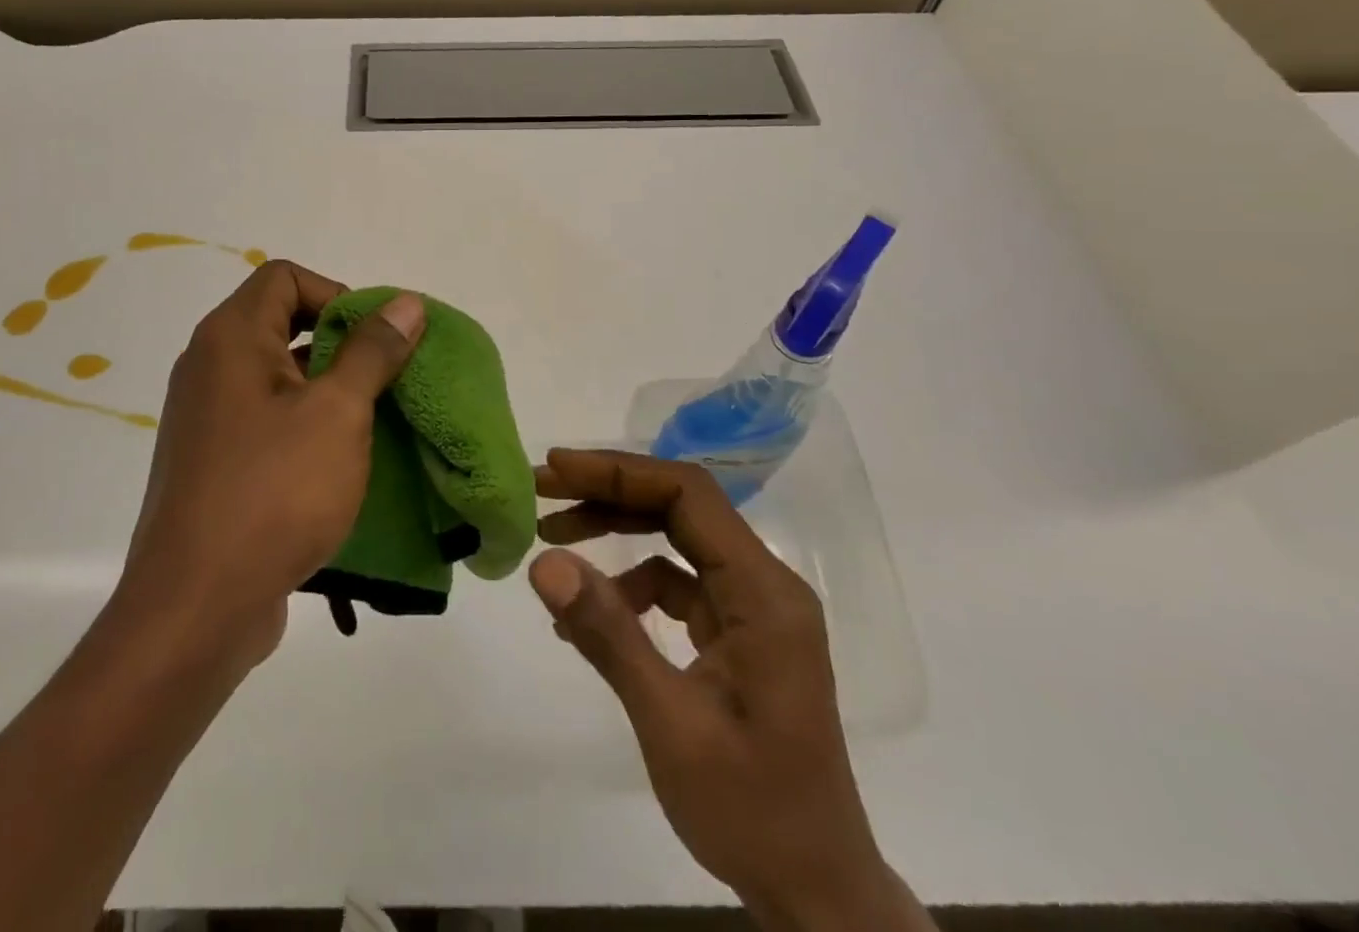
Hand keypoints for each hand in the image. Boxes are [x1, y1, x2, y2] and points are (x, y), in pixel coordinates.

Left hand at [118, 260, 423, 666]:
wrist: (197, 607)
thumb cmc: (274, 491)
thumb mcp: (337, 412)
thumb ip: (372, 351)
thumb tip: (406, 302)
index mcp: (231, 338)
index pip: (284, 277)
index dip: (335, 293)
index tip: (373, 338)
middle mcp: (209, 366)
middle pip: (280, 321)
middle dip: (338, 342)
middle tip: (382, 378)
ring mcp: (206, 417)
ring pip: (276, 375)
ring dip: (326, 387)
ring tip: (372, 420)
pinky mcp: (212, 461)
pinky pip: (265, 419)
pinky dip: (303, 424)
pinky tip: (338, 461)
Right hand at [530, 450, 930, 931]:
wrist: (817, 895)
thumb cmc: (753, 812)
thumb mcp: (670, 725)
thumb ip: (609, 635)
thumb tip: (544, 562)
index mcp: (763, 592)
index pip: (687, 495)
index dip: (618, 471)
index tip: (556, 469)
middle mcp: (763, 584)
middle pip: (679, 506)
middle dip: (608, 492)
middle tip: (542, 491)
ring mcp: (752, 607)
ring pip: (675, 538)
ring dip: (615, 530)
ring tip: (552, 537)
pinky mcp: (737, 631)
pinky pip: (677, 581)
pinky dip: (629, 584)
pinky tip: (588, 612)